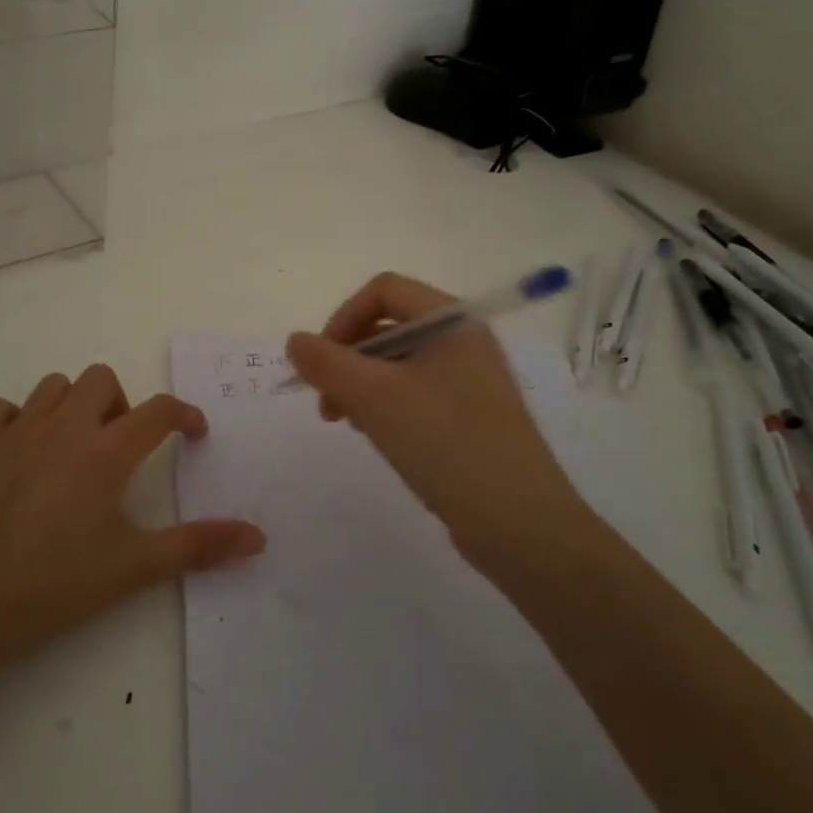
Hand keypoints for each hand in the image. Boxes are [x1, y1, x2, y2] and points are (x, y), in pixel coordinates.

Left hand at [0, 364, 264, 684]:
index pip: (158, 411)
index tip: (193, 433)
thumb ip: (198, 547)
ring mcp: (15, 432)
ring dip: (73, 406)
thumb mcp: (133, 569)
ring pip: (53, 386)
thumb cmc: (53, 586)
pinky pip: (3, 409)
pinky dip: (20, 420)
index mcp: (104, 453)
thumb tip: (258, 537)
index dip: (184, 415)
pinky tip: (23, 455)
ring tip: (75, 449)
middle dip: (121, 404)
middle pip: (102, 379)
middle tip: (121, 449)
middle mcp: (63, 428)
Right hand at [285, 272, 588, 568]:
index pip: (384, 291)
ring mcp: (469, 379)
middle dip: (347, 359)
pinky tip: (374, 435)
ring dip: (360, 385)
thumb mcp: (374, 397)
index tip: (320, 363)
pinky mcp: (469, 415)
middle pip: (388, 327)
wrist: (517, 522)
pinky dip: (385, 405)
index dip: (343, 318)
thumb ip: (327, 363)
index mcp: (452, 320)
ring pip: (397, 364)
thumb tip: (294, 341)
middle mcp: (464, 340)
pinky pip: (414, 393)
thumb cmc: (444, 442)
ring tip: (346, 423)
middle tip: (325, 403)